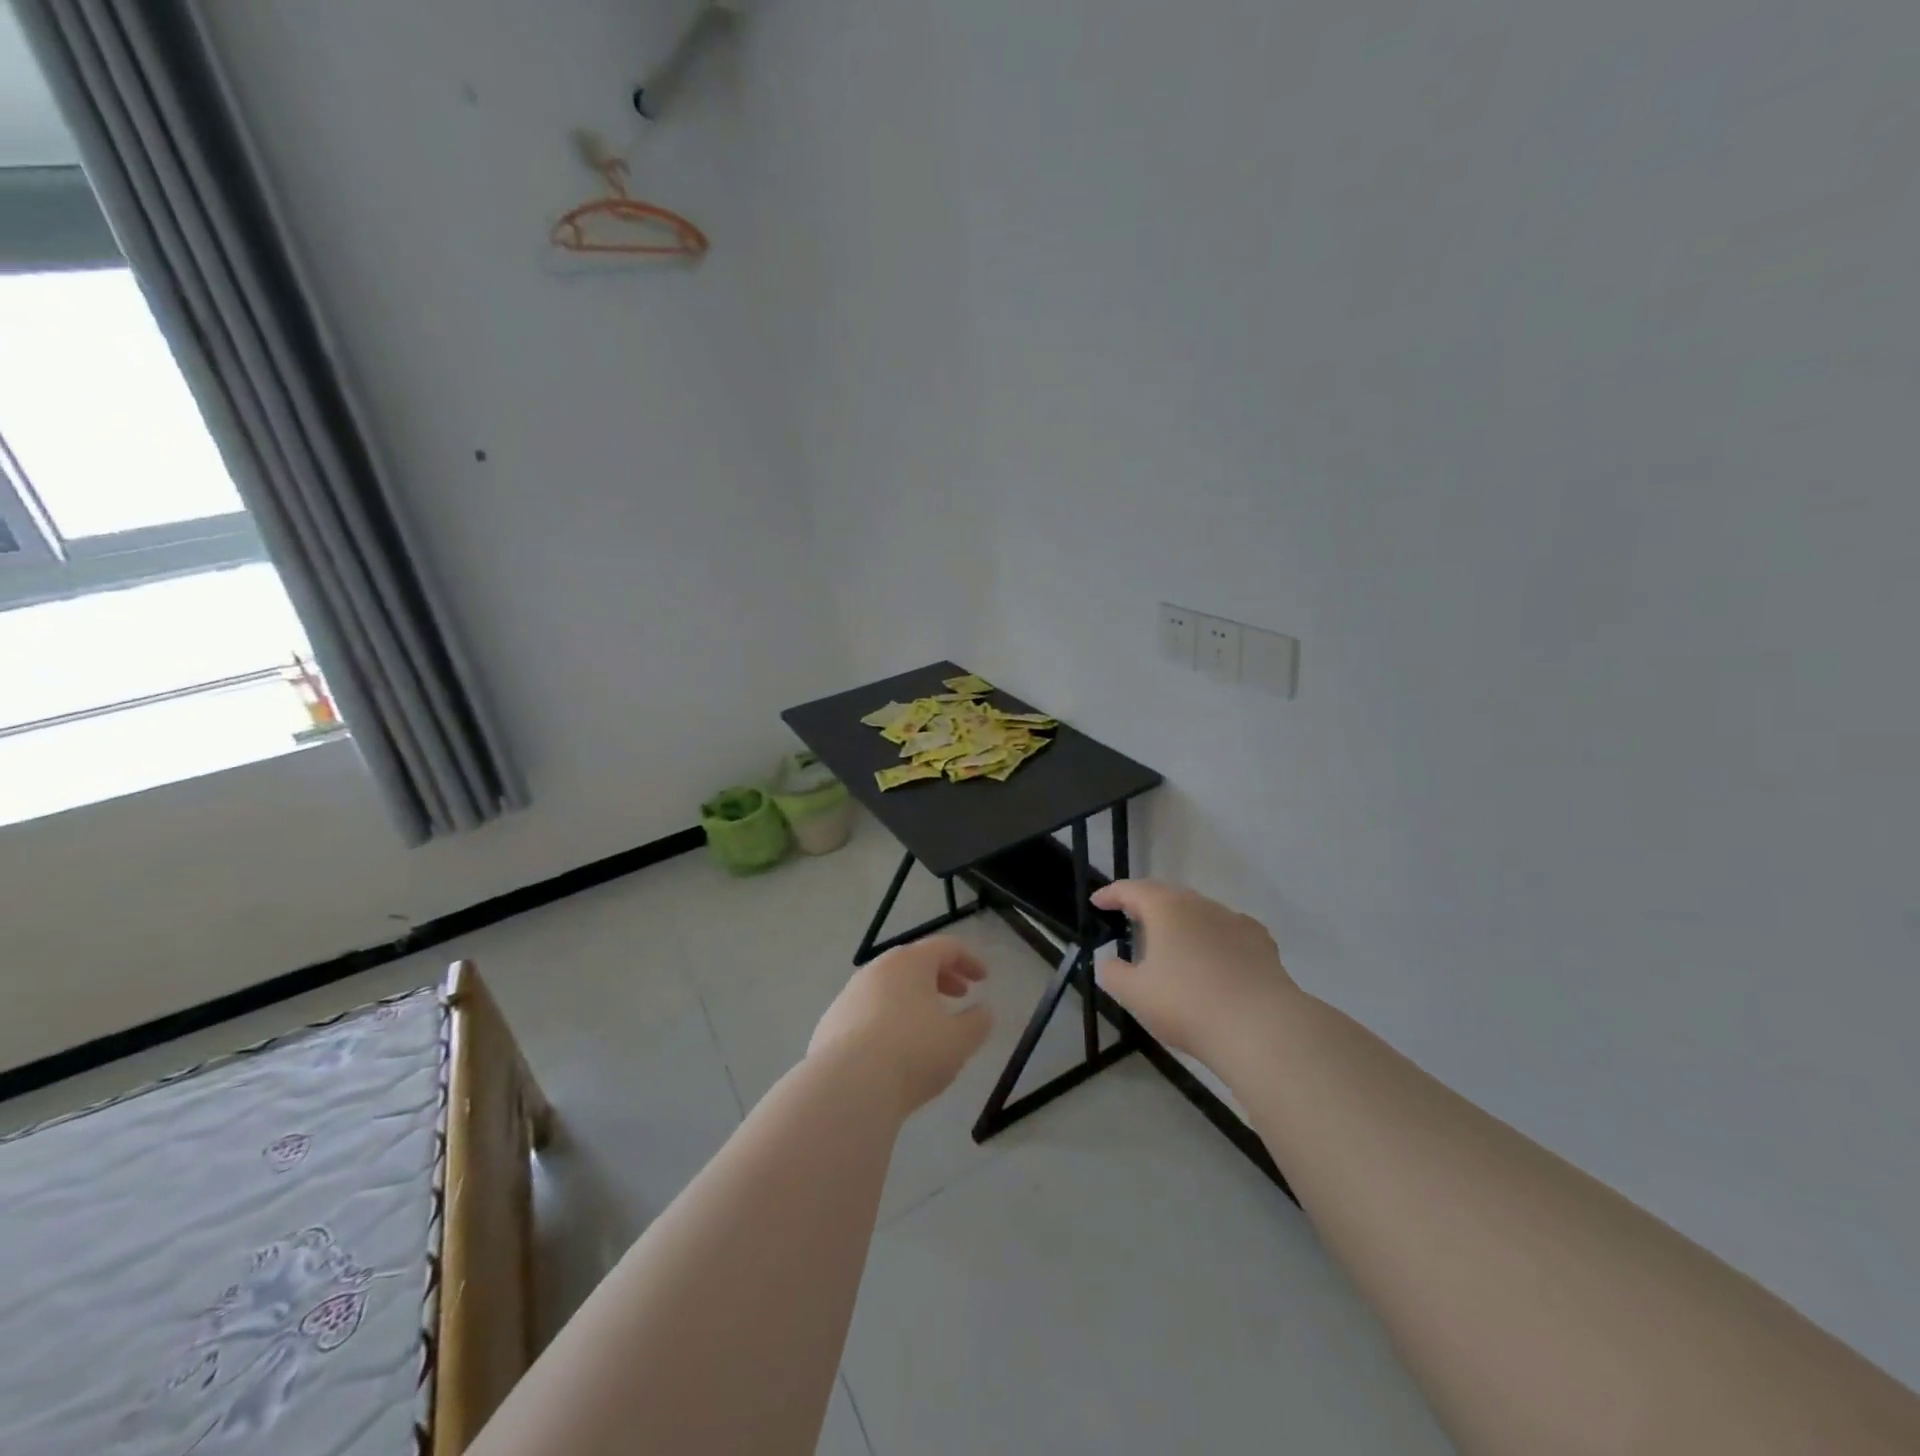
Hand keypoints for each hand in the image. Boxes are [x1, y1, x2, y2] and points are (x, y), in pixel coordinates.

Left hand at [809, 937, 992, 1115]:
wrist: (846, 1087)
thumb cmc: (912, 1053)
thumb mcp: (959, 1041)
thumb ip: (978, 1022)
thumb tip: (983, 1012)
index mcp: (910, 963)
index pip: (945, 947)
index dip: (969, 960)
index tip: (984, 979)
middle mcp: (877, 970)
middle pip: (914, 963)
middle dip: (941, 976)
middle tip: (960, 995)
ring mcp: (849, 995)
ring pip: (889, 987)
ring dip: (914, 998)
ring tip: (929, 1024)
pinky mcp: (831, 1023)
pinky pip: (869, 1011)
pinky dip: (889, 1018)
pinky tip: (895, 1048)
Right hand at [1091, 880, 1298, 1066]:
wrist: (1261, 1028)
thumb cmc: (1187, 1005)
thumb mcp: (1135, 994)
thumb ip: (1113, 973)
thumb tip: (1108, 961)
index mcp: (1165, 908)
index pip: (1131, 890)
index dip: (1111, 894)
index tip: (1097, 902)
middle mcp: (1200, 904)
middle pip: (1166, 896)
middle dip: (1146, 905)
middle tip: (1130, 919)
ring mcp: (1234, 920)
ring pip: (1199, 913)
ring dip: (1181, 923)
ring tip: (1171, 944)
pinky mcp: (1261, 942)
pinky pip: (1227, 931)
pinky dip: (1213, 938)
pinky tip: (1214, 959)